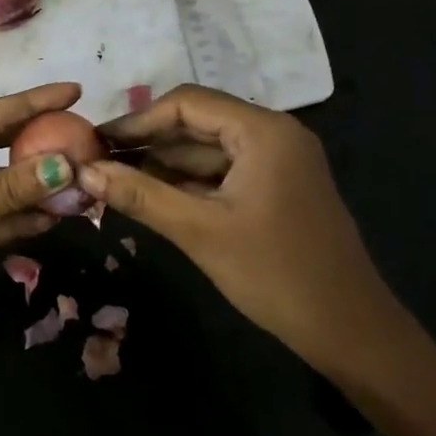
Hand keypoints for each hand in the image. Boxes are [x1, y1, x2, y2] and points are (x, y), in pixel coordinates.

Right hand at [79, 84, 404, 371]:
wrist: (351, 332)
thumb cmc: (276, 274)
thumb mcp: (200, 232)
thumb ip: (140, 195)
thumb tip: (85, 171)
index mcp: (263, 130)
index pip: (187, 103)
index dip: (138, 120)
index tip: (96, 141)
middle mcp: (273, 134)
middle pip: (197, 123)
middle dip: (148, 142)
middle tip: (98, 161)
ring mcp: (277, 162)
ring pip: (208, 150)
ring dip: (164, 163)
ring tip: (114, 178)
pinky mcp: (276, 188)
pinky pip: (222, 173)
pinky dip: (187, 182)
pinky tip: (151, 195)